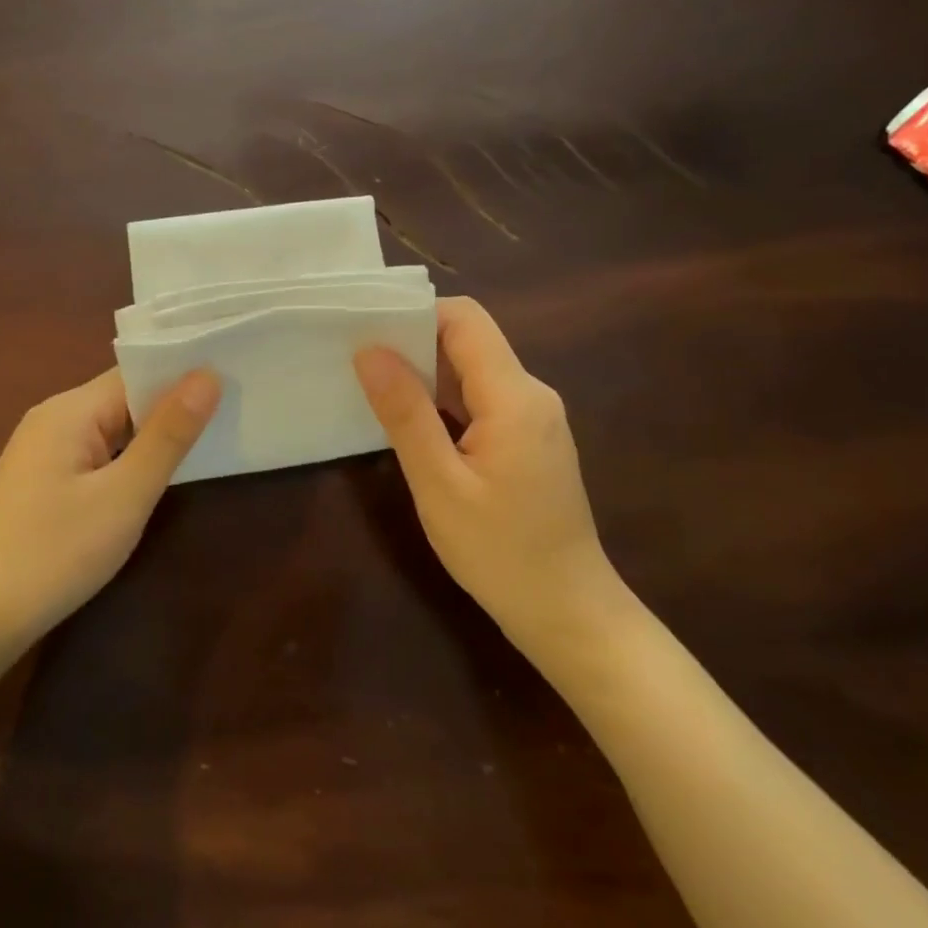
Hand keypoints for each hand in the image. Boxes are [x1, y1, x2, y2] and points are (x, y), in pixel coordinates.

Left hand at [0, 368, 219, 648]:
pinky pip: (96, 452)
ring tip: (206, 441)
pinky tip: (153, 477)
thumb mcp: (125, 495)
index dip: (182, 376)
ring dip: (150, 436)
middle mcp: (52, 417)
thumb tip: (208, 376)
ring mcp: (43, 449)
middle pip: (123, 398)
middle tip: (230, 412)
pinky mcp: (42, 478)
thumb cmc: (56, 552)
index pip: (135, 374)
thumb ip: (168, 435)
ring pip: (111, 427)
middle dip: (171, 407)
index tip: (231, 380)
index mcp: (69, 410)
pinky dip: (126, 458)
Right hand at [353, 297, 623, 647]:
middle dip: (413, 342)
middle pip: (469, 340)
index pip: (464, 319)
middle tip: (358, 361)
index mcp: (514, 396)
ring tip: (374, 387)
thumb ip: (405, 412)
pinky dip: (445, 399)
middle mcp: (532, 393)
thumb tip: (369, 350)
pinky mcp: (530, 439)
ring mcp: (535, 417)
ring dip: (427, 373)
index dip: (414, 313)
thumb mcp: (439, 484)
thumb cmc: (500, 553)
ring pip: (474, 369)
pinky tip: (412, 422)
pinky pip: (483, 398)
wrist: (569, 614)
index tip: (366, 330)